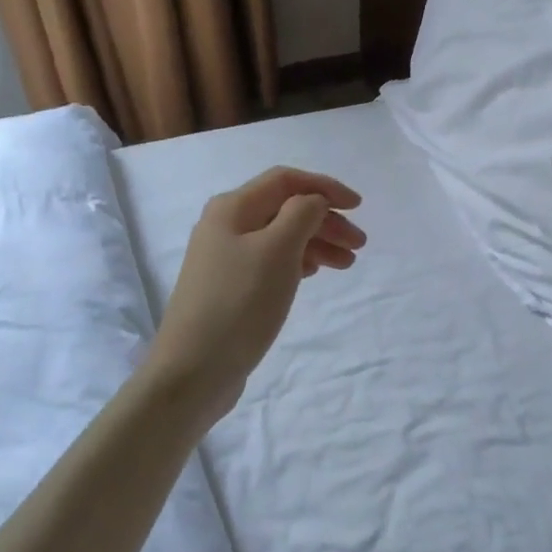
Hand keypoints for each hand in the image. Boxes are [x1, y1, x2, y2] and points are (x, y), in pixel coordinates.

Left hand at [147, 166, 364, 428]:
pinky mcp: (229, 286)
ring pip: (280, 236)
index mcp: (232, 208)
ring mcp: (224, 257)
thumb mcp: (277, 250)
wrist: (193, 371)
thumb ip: (302, 214)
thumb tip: (313, 201)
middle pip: (284, 208)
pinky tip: (313, 273)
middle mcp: (225, 225)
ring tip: (346, 264)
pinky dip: (297, 261)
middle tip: (359, 245)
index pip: (286, 180)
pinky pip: (271, 260)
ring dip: (316, 243)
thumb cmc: (239, 304)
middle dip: (325, 220)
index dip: (325, 187)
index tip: (358, 207)